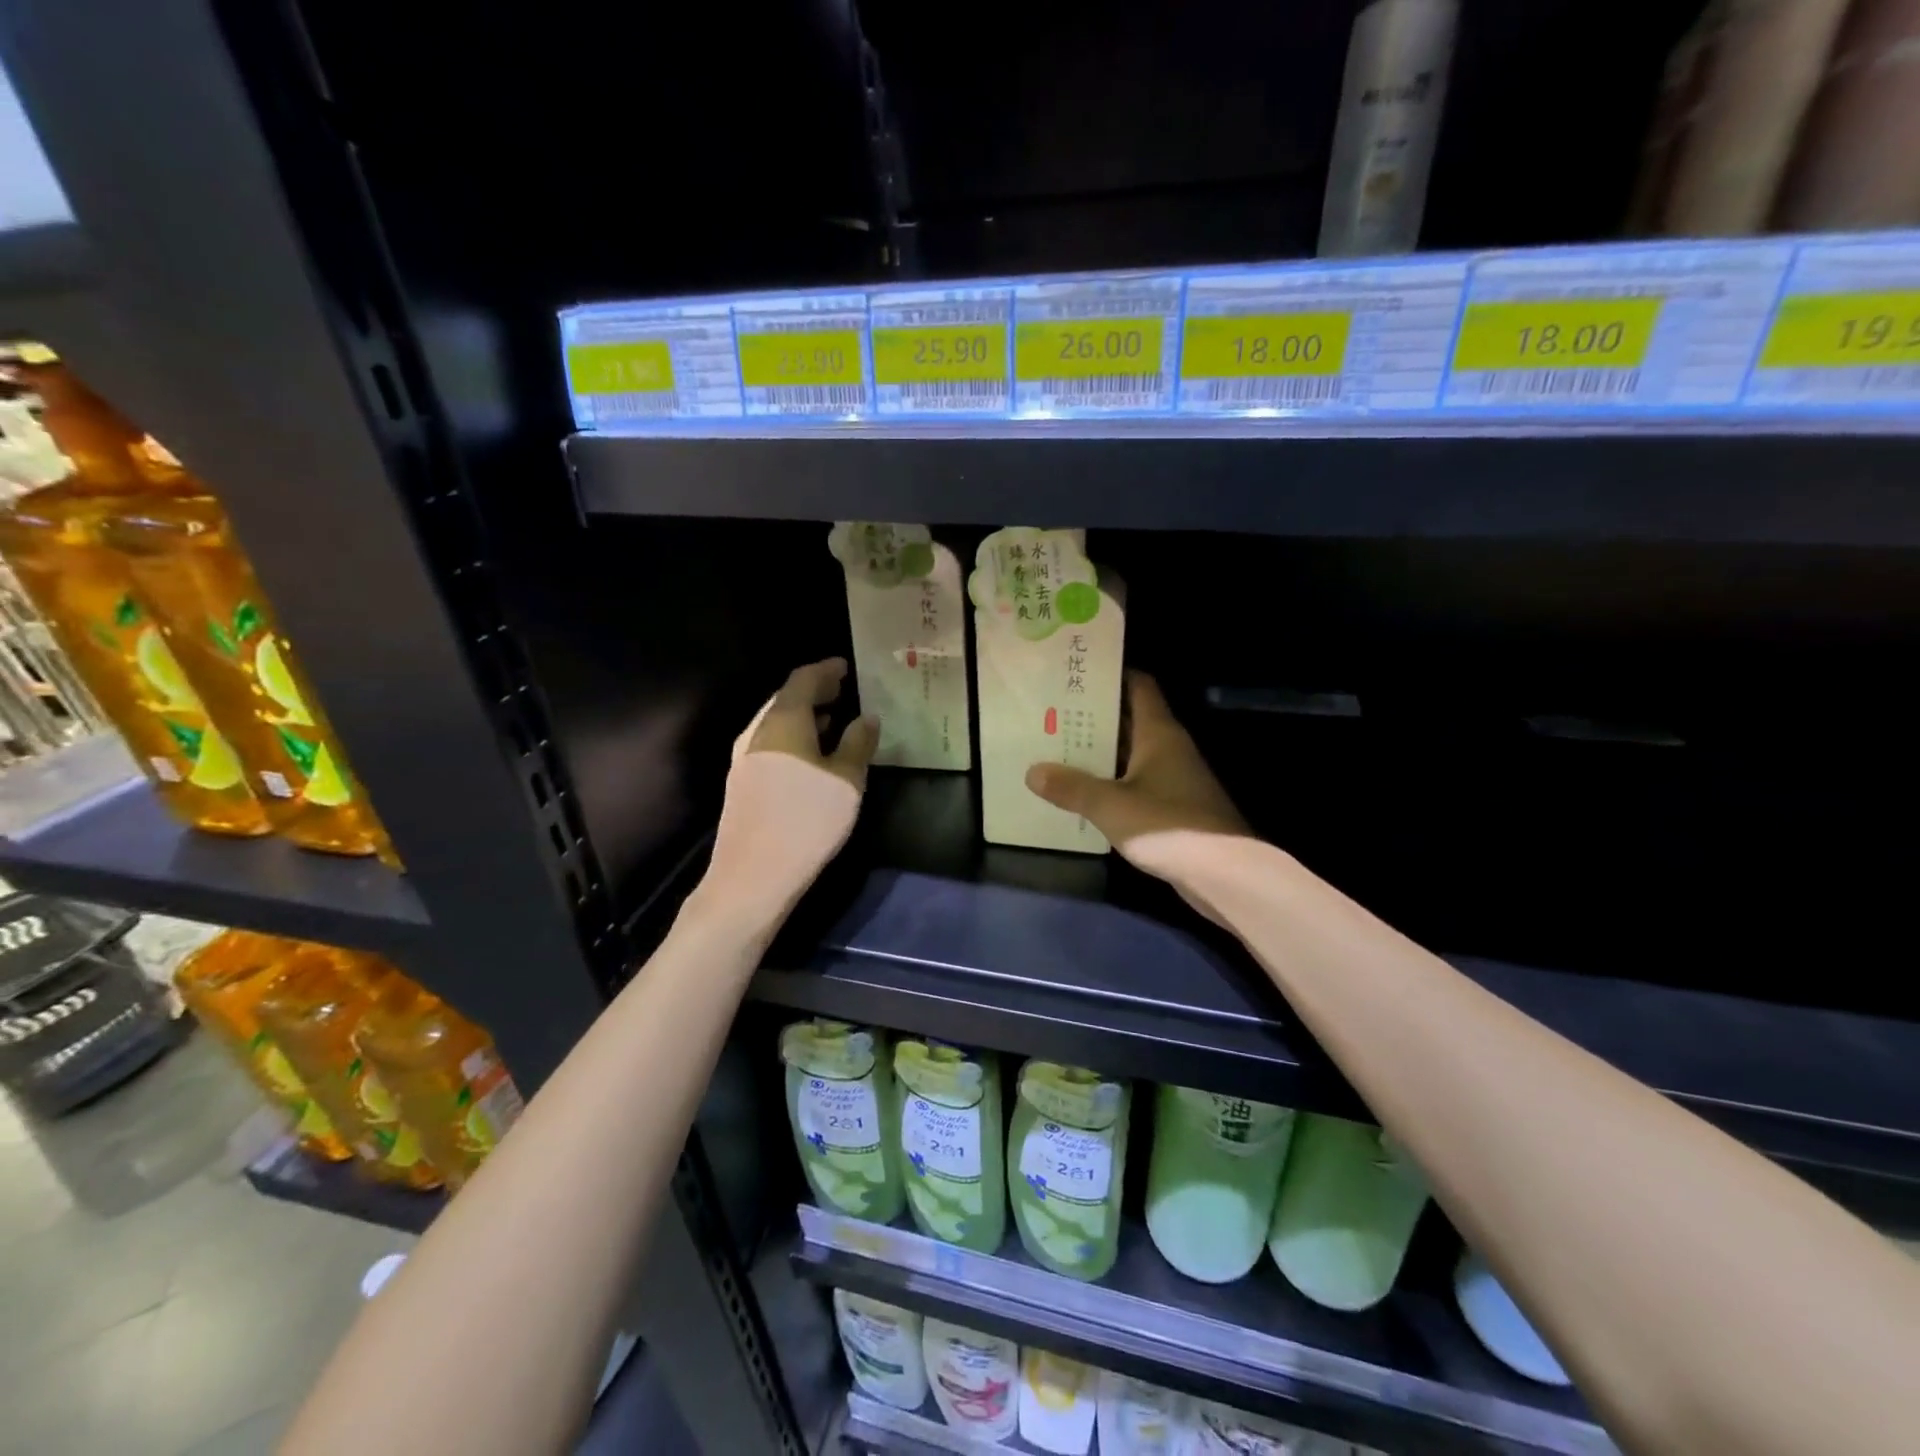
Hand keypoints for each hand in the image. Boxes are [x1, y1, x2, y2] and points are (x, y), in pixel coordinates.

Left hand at [701, 658, 878, 927]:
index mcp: (783, 720)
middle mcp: (758, 731)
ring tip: (830, 720)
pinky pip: (770, 743)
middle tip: (841, 690)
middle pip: (785, 698)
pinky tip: (809, 756)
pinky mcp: (742, 782)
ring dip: (802, 716)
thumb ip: (858, 743)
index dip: (825, 670)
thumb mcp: (846, 780)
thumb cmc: (807, 819)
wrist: (753, 874)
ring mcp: (745, 757)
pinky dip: (792, 737)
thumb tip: (867, 717)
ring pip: (775, 722)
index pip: (803, 679)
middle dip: (814, 691)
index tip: (845, 667)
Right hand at [1025, 672, 1248, 896]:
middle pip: (1129, 720)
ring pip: (1129, 754)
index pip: (1138, 686)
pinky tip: (1081, 792)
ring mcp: (1173, 778)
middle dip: (1092, 717)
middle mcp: (1168, 748)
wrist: (1224, 874)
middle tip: (1050, 714)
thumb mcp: (1110, 805)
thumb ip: (1071, 787)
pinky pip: (1135, 783)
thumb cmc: (1168, 826)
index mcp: (1158, 733)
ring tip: (1055, 749)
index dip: (1110, 676)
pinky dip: (1110, 783)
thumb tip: (1033, 771)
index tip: (1075, 675)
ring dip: (1098, 753)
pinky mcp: (1173, 807)